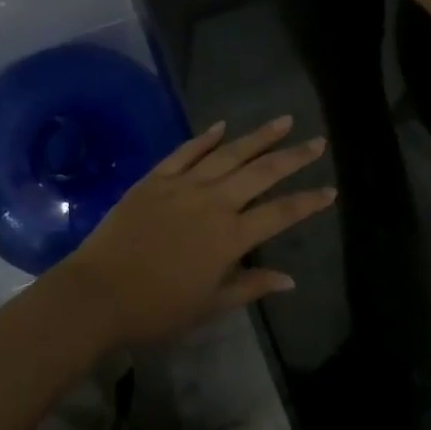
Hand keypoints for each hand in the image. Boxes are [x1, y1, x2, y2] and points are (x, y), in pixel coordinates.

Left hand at [54, 117, 333, 346]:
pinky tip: (222, 125)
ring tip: (282, 121)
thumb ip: (250, 286)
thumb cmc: (157, 307)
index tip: (330, 190)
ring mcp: (183, 186)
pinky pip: (186, 152)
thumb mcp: (209, 305)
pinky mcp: (156, 178)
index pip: (280, 213)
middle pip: (261, 173)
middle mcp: (212, 202)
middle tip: (317, 141)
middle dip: (292, 157)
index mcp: (230, 237)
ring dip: (257, 137)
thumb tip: (289, 278)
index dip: (308, 201)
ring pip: (228, 154)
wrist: (100, 291)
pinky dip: (205, 137)